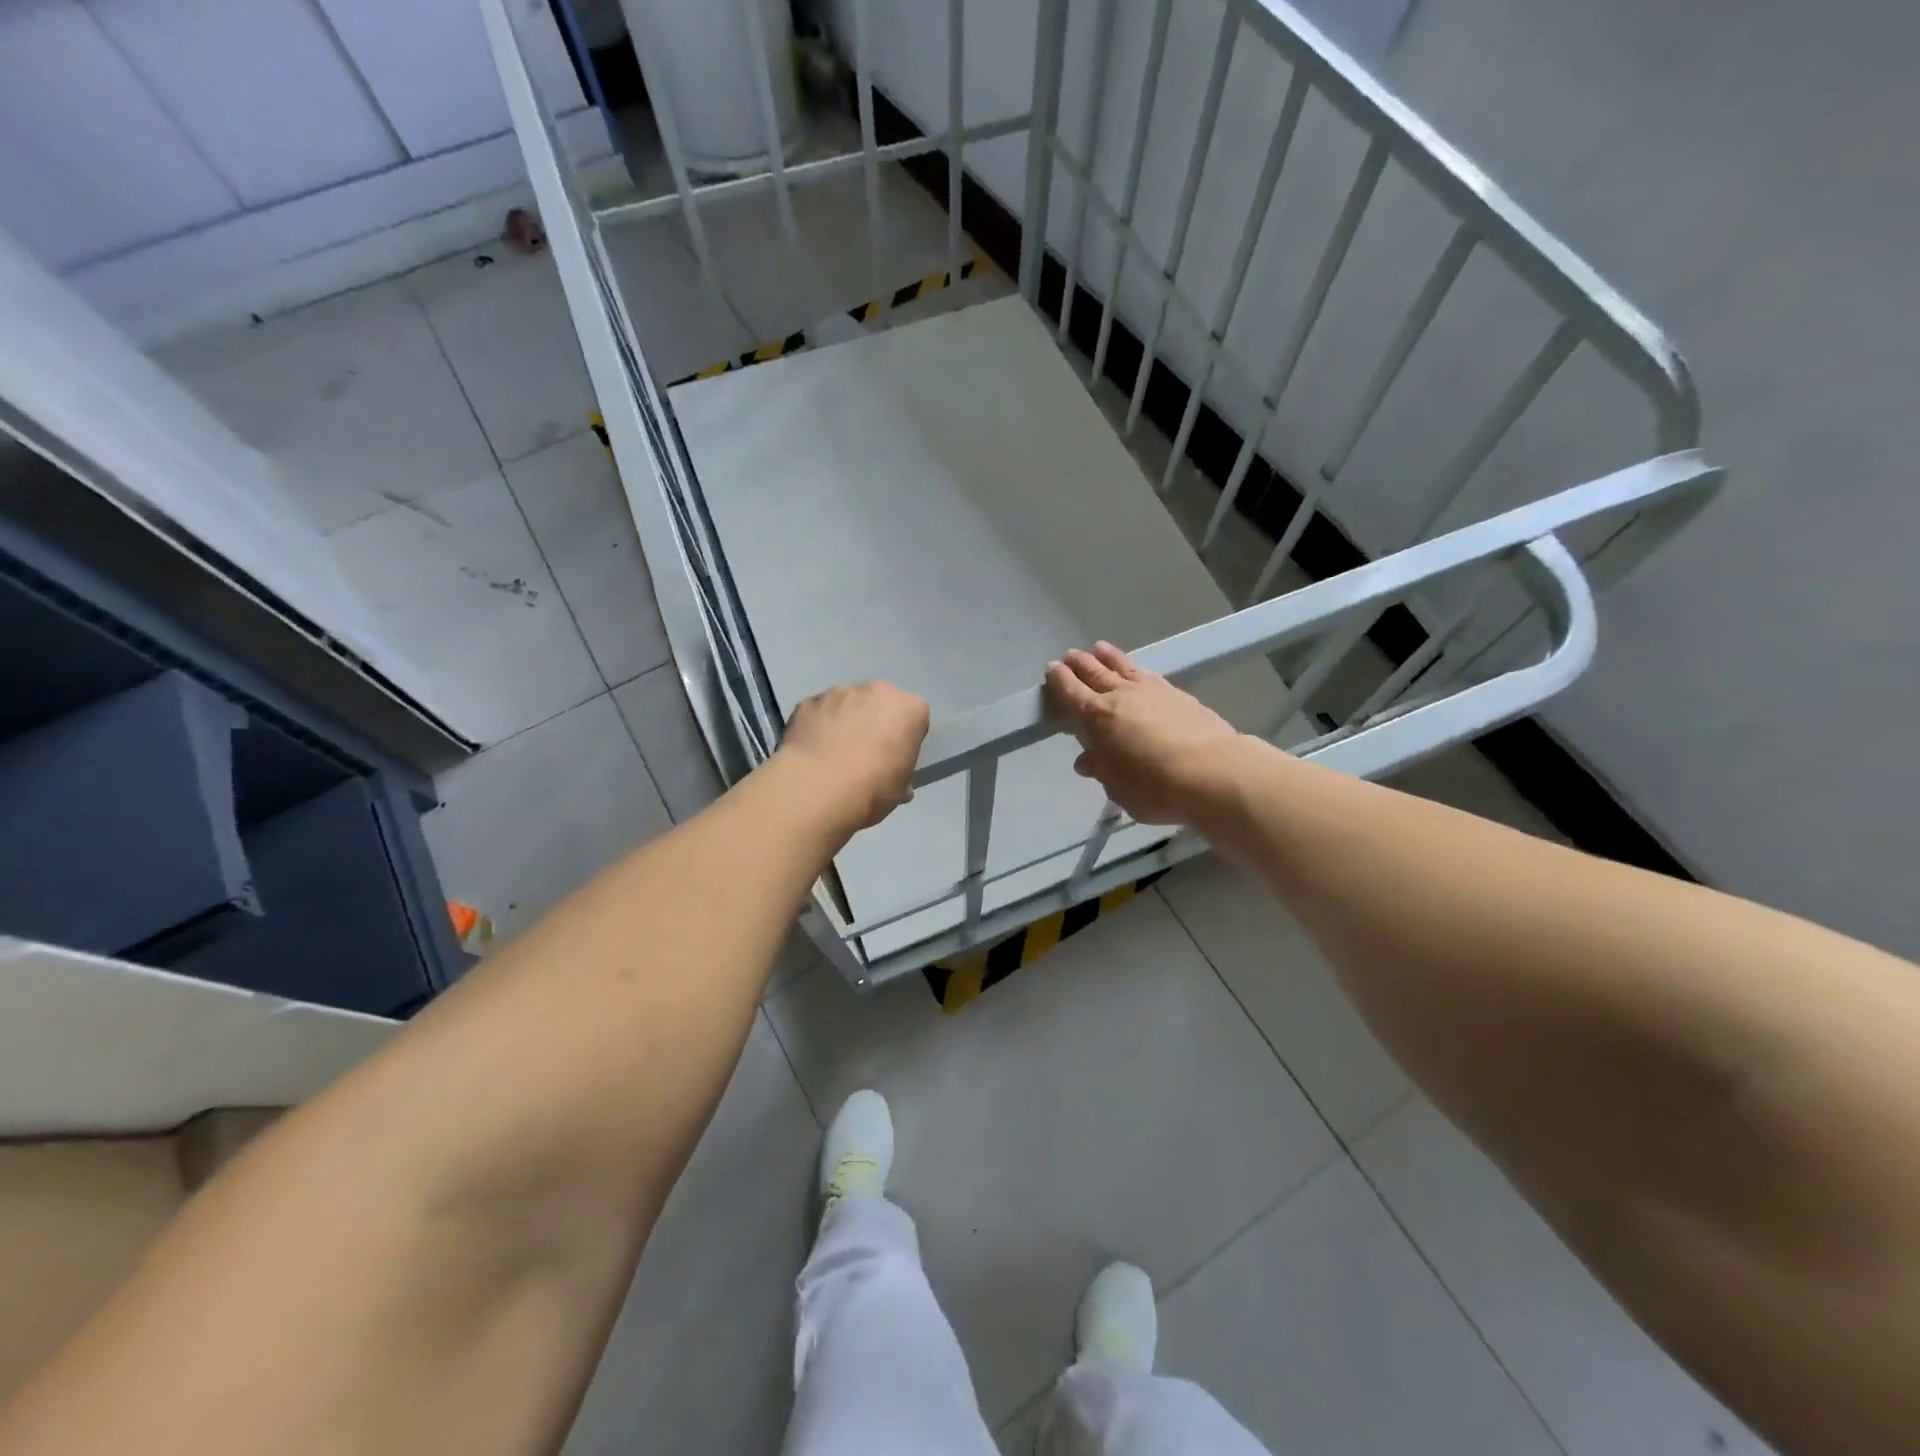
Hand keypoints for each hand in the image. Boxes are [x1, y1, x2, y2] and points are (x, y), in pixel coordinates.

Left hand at [777, 681, 930, 833]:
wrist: (818, 788)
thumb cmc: (872, 788)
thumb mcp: (900, 789)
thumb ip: (901, 774)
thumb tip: (897, 781)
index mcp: (909, 709)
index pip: (914, 718)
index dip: (904, 739)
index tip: (894, 758)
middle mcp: (877, 691)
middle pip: (880, 703)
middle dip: (874, 721)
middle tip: (864, 753)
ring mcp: (839, 692)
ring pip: (847, 703)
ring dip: (845, 720)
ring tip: (833, 753)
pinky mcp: (808, 701)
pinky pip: (819, 712)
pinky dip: (818, 725)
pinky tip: (812, 751)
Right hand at [1044, 643, 1244, 825]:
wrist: (1213, 773)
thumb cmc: (1154, 787)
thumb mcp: (1118, 787)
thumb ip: (1102, 769)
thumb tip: (1087, 760)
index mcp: (1096, 718)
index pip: (1070, 692)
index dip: (1058, 681)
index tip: (1051, 671)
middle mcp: (1120, 696)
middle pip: (1094, 673)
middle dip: (1079, 664)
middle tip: (1070, 656)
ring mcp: (1151, 691)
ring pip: (1122, 667)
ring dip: (1107, 658)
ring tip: (1099, 649)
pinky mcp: (1178, 694)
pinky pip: (1147, 674)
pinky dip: (1135, 668)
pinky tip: (1137, 670)